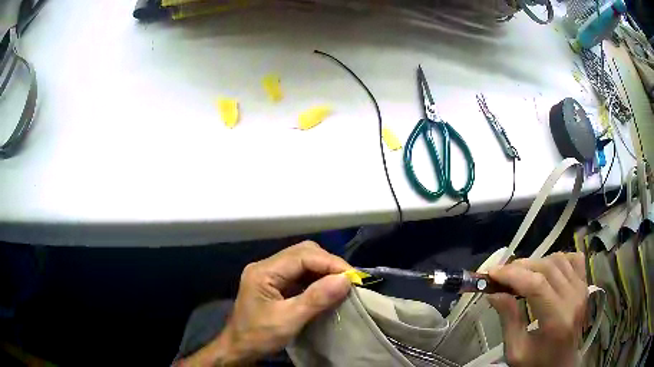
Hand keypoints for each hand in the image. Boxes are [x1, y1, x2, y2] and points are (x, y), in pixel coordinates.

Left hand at [180, 241, 351, 365]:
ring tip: (342, 283)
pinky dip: (316, 278)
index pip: (302, 255)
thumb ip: (316, 299)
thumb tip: (346, 279)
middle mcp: (266, 266)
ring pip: (302, 261)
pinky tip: (327, 288)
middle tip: (348, 280)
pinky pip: (300, 274)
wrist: (238, 349)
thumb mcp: (288, 320)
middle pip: (303, 253)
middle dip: (328, 263)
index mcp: (264, 271)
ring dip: (323, 270)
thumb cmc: (258, 336)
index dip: (330, 263)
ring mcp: (269, 274)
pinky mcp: (274, 284)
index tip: (352, 277)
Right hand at [488, 252, 587, 366]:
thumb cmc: (537, 363)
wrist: (562, 365)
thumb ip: (508, 320)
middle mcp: (573, 299)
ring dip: (536, 263)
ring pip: (558, 260)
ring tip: (521, 275)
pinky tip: (547, 270)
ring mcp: (582, 290)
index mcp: (557, 320)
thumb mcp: (516, 351)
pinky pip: (574, 259)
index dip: (512, 274)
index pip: (535, 285)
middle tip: (501, 275)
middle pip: (547, 268)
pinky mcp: (585, 286)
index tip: (490, 273)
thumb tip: (493, 293)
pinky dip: (558, 259)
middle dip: (520, 267)